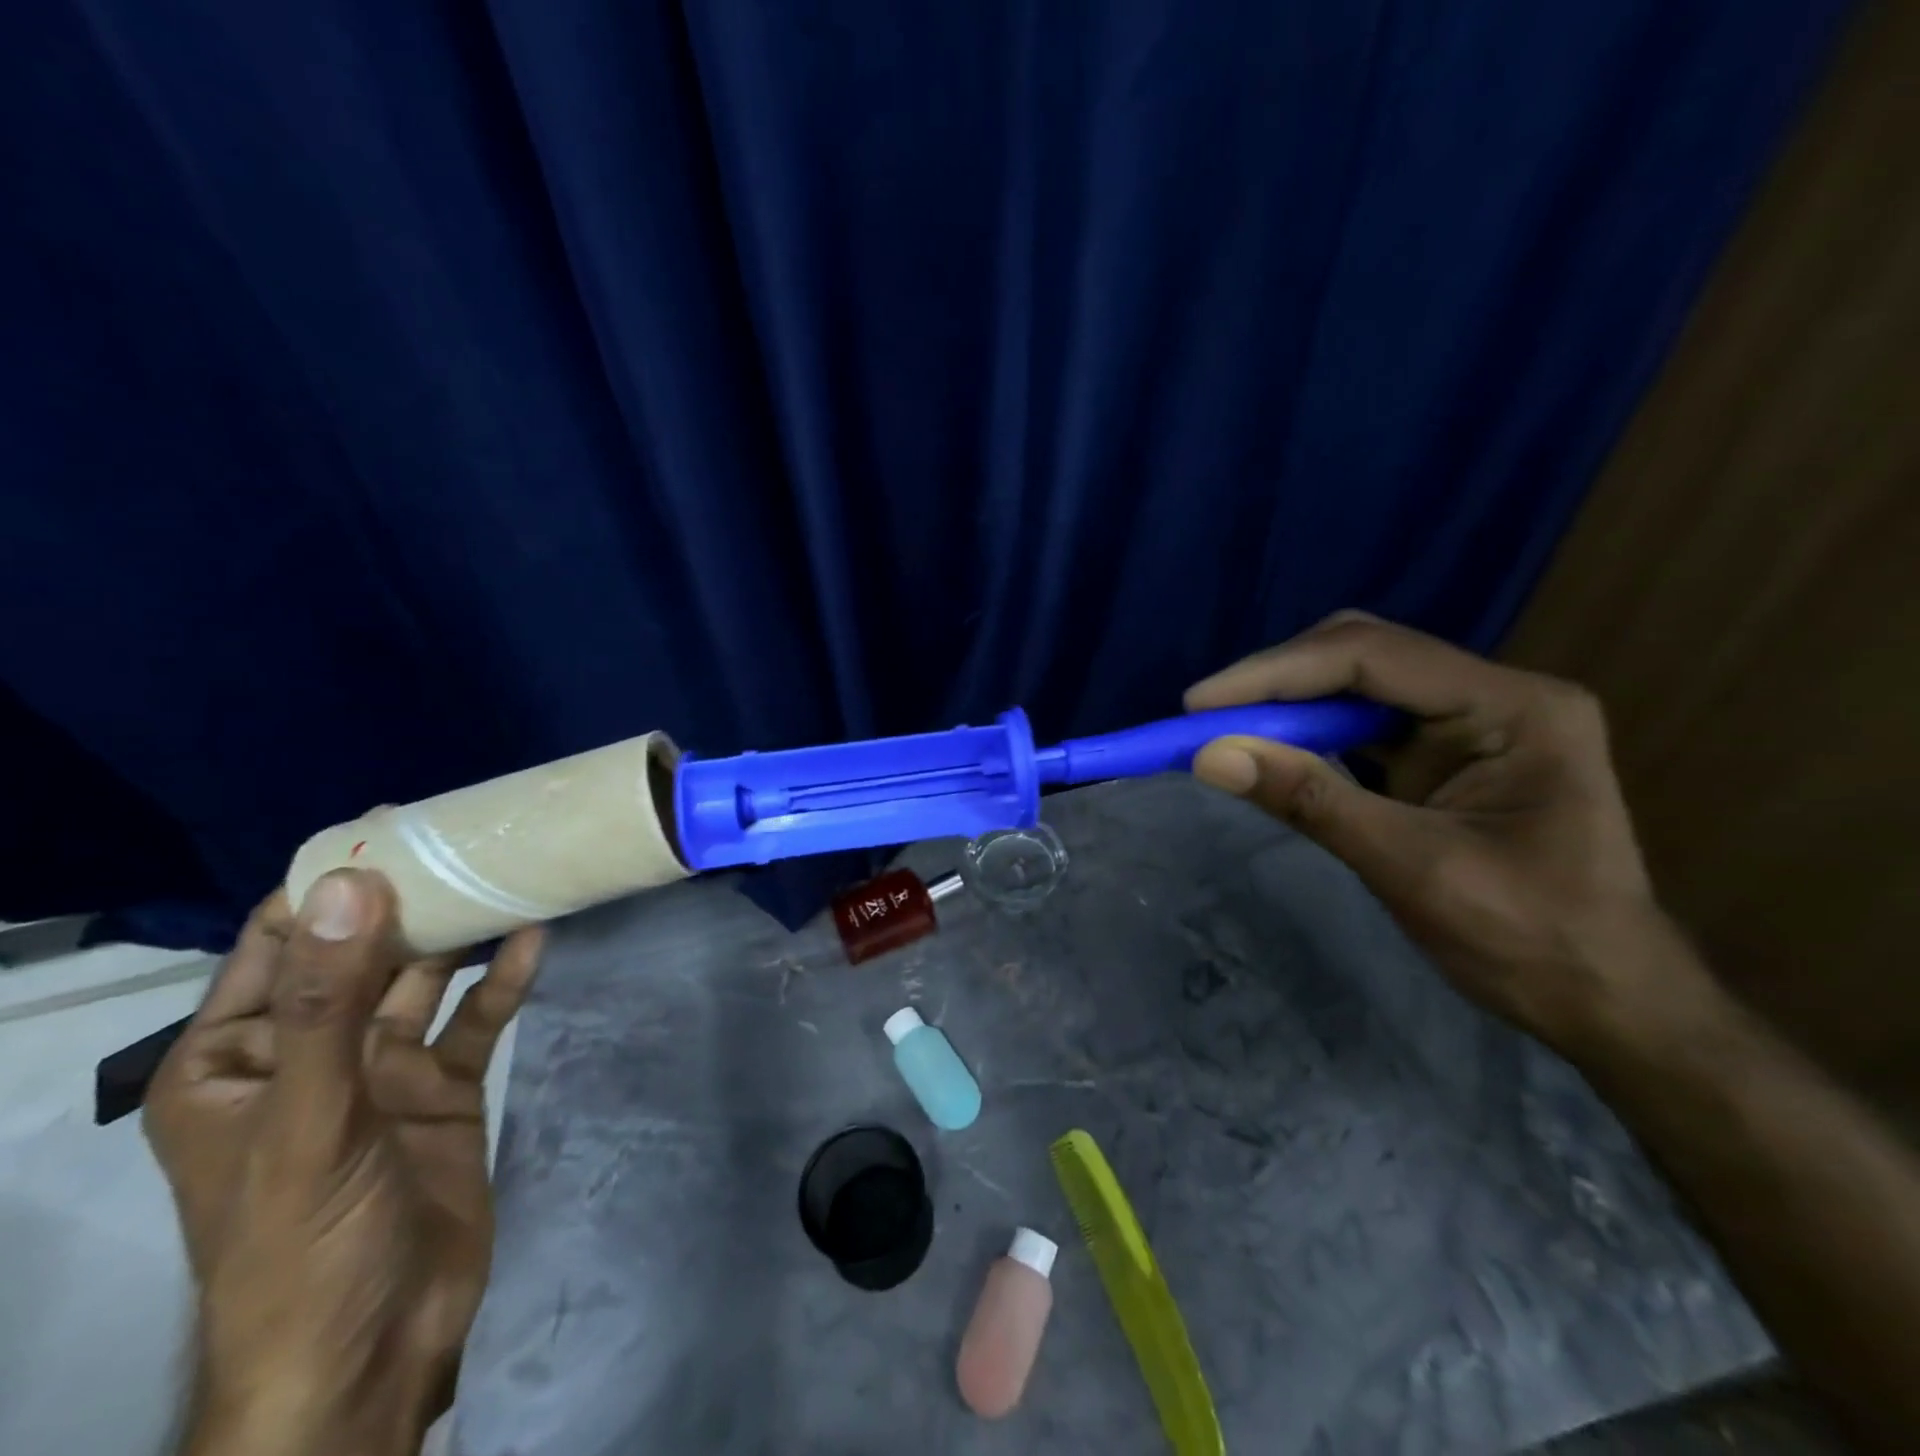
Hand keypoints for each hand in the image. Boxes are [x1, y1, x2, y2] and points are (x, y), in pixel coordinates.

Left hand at [145, 869, 542, 1455]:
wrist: (374, 1345)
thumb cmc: (305, 1239)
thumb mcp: (308, 1118)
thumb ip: (328, 1003)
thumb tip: (349, 887)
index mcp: (237, 1059)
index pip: (274, 945)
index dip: (323, 885)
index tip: (386, 826)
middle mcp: (311, 1053)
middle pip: (361, 954)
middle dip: (406, 900)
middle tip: (464, 837)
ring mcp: (383, 1070)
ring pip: (424, 982)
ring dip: (461, 935)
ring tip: (508, 876)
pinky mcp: (444, 1089)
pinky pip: (475, 1021)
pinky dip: (503, 981)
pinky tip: (535, 941)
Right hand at [1186, 613, 1694, 1054]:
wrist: (1607, 1002)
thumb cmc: (1532, 941)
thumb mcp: (1413, 869)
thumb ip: (1311, 802)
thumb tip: (1210, 757)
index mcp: (1513, 706)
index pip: (1373, 657)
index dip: (1276, 673)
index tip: (1199, 704)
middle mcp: (1491, 695)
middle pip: (1363, 654)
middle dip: (1278, 680)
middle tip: (1206, 715)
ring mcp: (1467, 722)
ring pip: (1355, 684)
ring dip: (1286, 705)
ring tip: (1223, 730)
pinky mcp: (1442, 753)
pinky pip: (1360, 725)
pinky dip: (1306, 734)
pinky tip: (1270, 751)